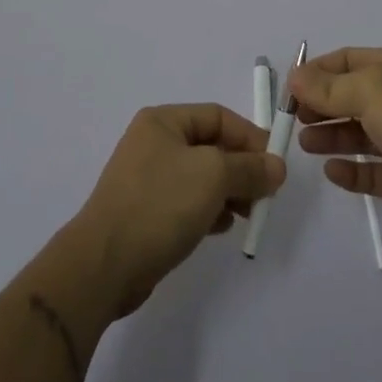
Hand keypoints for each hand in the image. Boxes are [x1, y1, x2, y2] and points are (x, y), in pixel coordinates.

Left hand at [70, 104, 285, 316]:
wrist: (104, 264)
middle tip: (266, 195)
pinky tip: (222, 227)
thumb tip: (277, 166)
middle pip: (211, 146)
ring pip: (201, 176)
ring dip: (229, 192)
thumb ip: (249, 168)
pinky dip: (209, 210)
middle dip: (241, 168)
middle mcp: (154, 142)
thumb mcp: (213, 176)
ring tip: (248, 214)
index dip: (250, 137)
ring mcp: (148, 178)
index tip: (274, 165)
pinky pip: (187, 201)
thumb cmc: (160, 204)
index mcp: (163, 121)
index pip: (218, 116)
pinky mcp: (146, 211)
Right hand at [291, 48, 381, 243]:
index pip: (349, 61)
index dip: (317, 71)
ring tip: (305, 144)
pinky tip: (331, 172)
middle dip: (320, 105)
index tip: (289, 88)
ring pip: (358, 134)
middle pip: (351, 97)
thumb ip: (329, 86)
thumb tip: (295, 76)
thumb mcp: (370, 90)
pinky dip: (349, 171)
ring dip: (330, 136)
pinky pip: (370, 172)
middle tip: (294, 119)